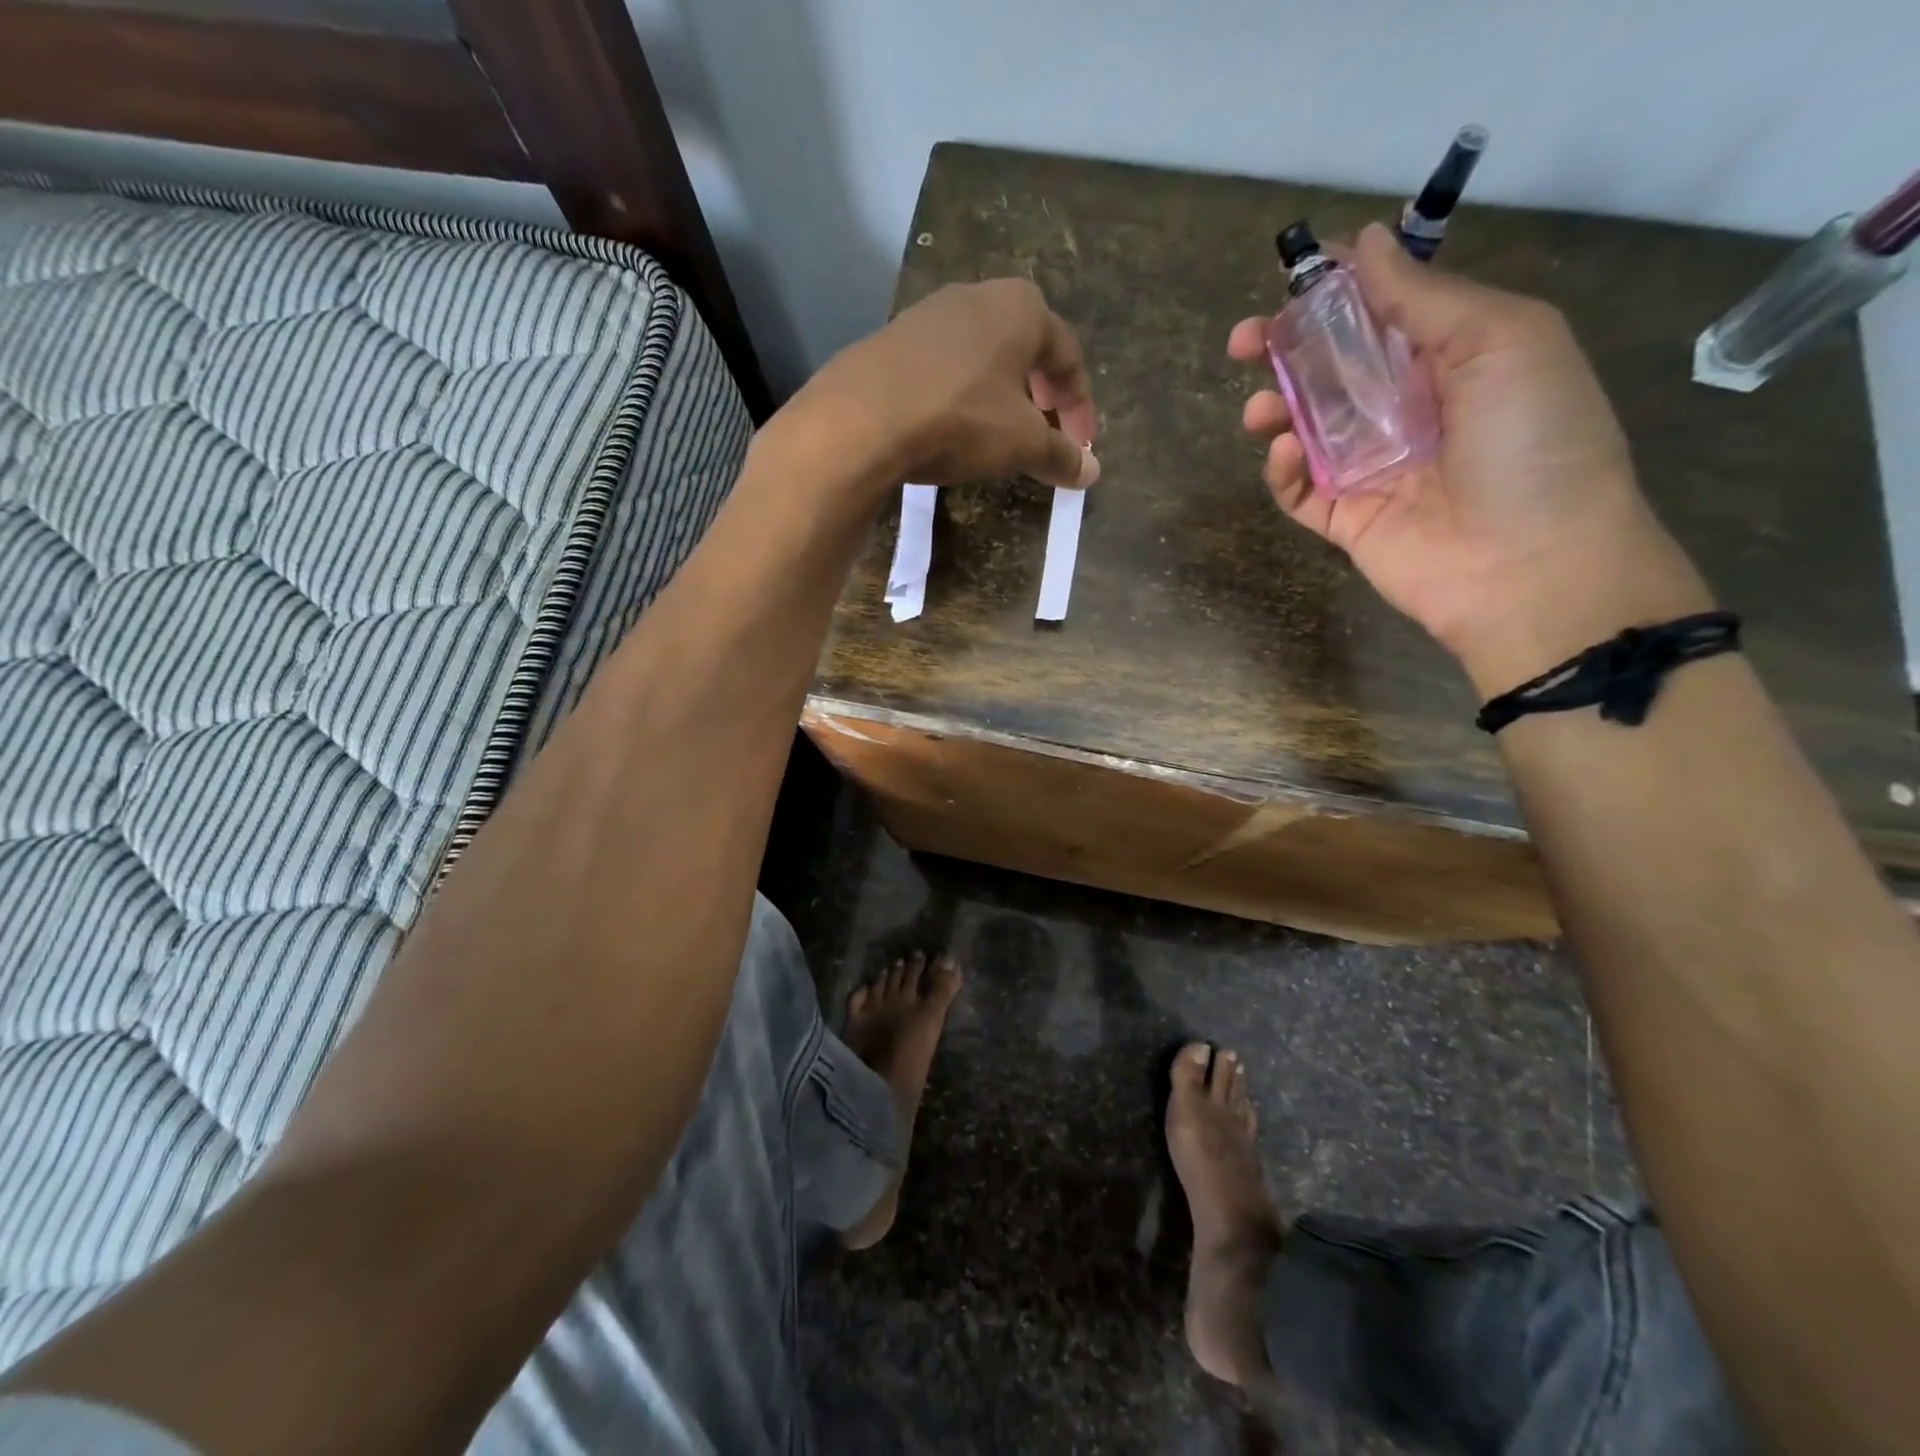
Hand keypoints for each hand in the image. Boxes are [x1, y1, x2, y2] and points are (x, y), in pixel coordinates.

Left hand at [795, 278, 1099, 496]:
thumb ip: (1060, 455)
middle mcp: (977, 297)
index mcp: (1021, 308)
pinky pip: (943, 368)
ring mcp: (929, 314)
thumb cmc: (961, 419)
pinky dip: (960, 396)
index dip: (1080, 407)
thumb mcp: (1022, 443)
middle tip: (1044, 433)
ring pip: (981, 356)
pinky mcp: (892, 340)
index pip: (1067, 356)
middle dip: (1041, 395)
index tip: (1081, 447)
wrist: (863, 418)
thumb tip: (1091, 473)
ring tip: (999, 434)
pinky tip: (951, 427)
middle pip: (1024, 348)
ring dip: (999, 395)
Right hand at [1230, 223, 1710, 692]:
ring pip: (1303, 428)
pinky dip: (1281, 471)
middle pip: (1329, 369)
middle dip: (1283, 350)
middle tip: (1243, 342)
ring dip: (1273, 408)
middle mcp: (1404, 408)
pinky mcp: (1346, 517)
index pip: (1378, 312)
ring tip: (1258, 410)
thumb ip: (1424, 297)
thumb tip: (1364, 242)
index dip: (1333, 291)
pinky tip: (1283, 455)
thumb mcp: (1500, 340)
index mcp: (1449, 357)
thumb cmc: (1533, 441)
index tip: (1292, 278)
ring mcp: (1371, 467)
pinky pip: (1299, 490)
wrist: (1531, 565)